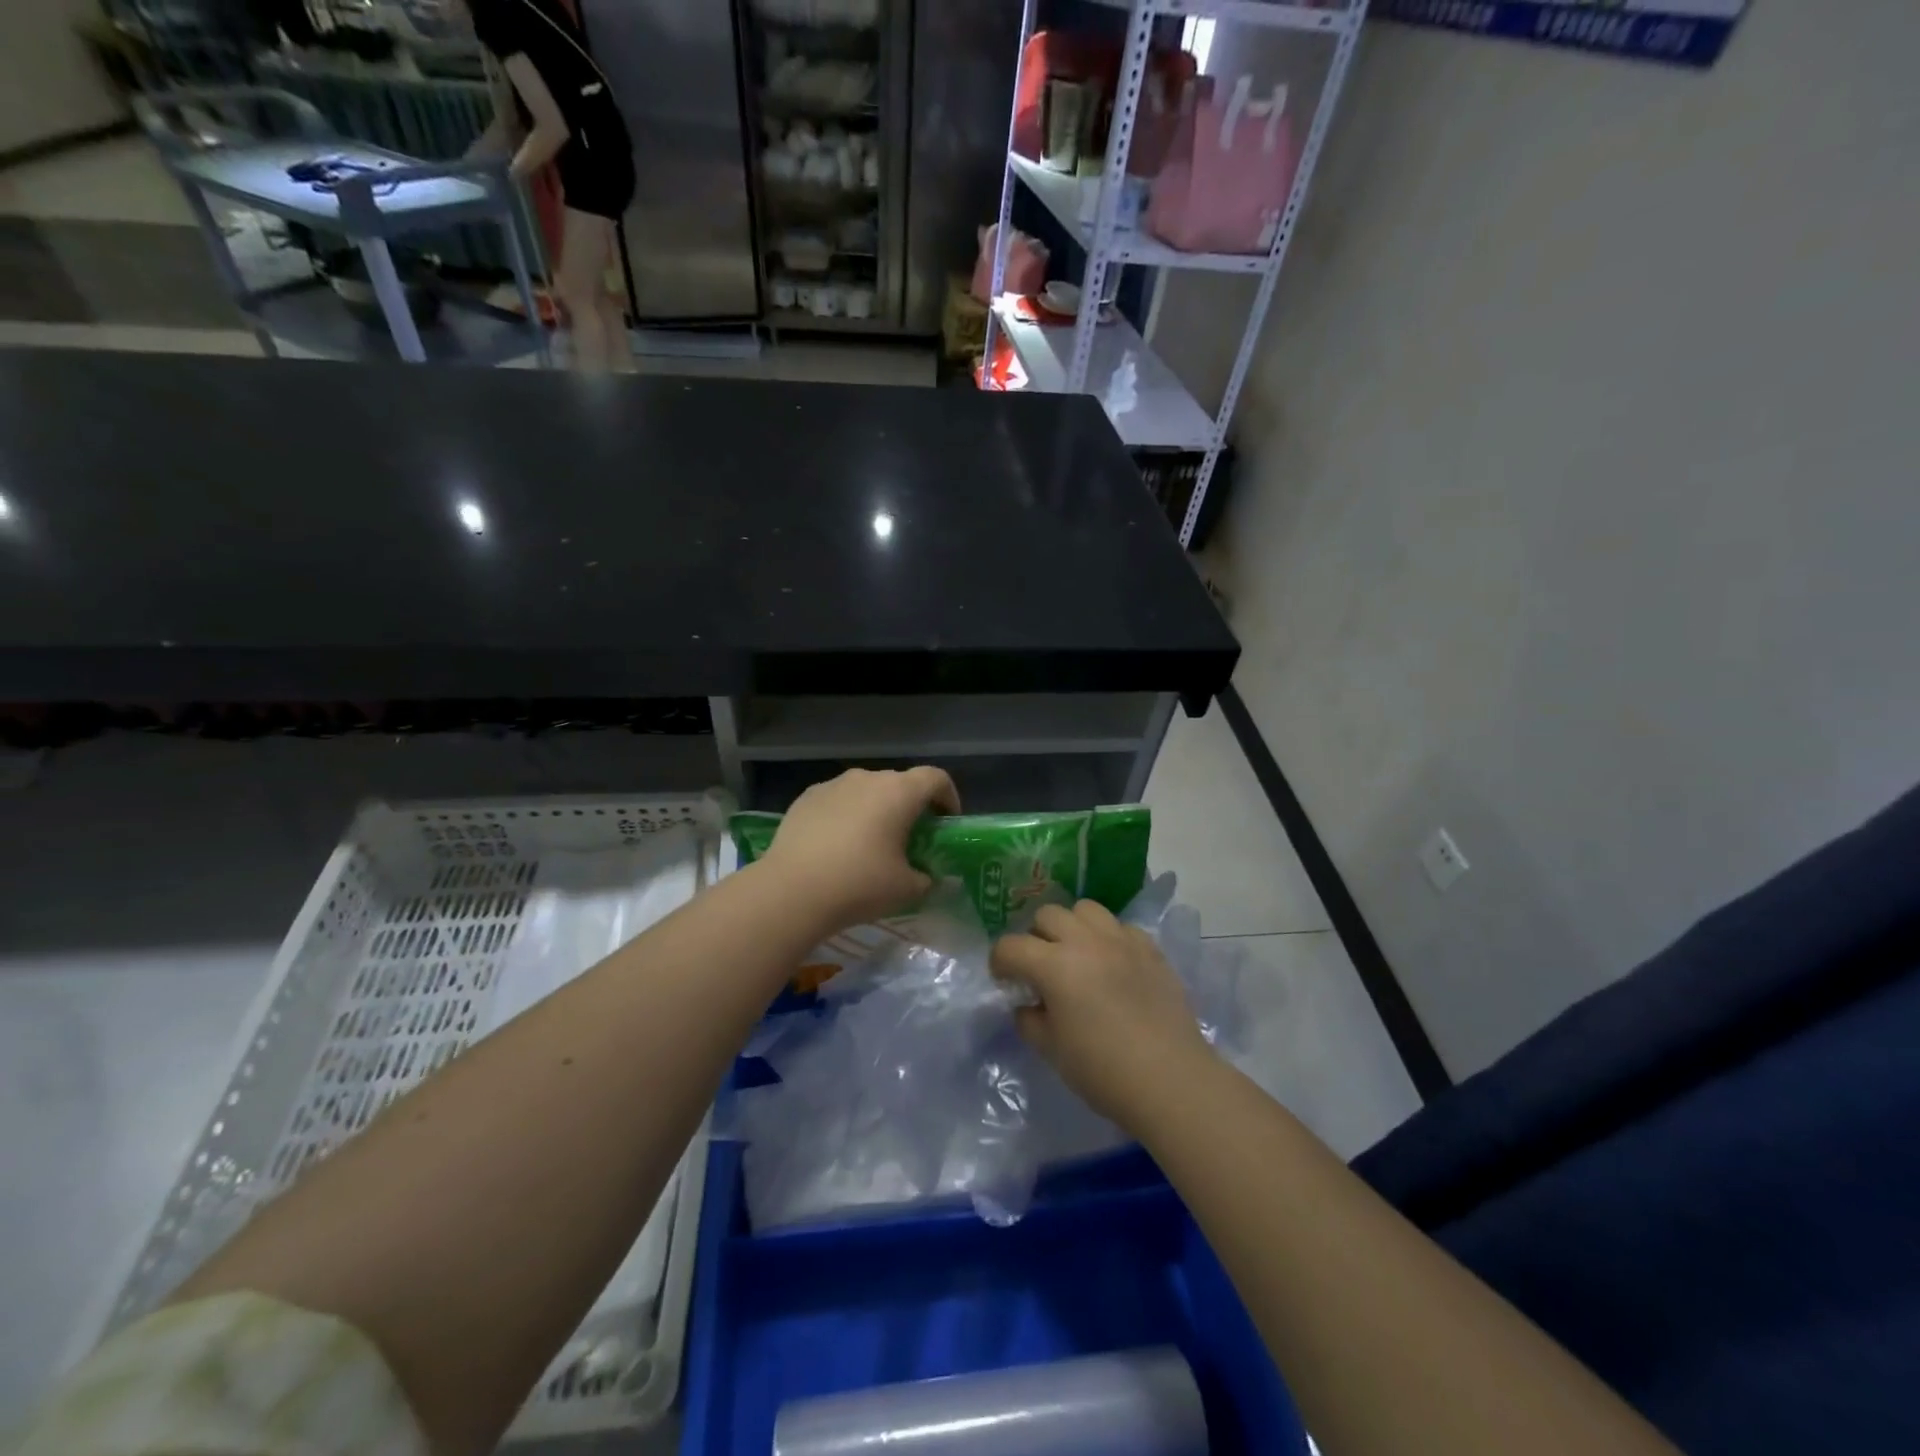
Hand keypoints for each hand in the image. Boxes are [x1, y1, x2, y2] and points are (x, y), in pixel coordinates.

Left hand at [758, 766, 960, 930]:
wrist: (791, 891)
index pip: (936, 778)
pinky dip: (846, 815)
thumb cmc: (859, 884)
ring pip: (866, 791)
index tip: (946, 822)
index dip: (948, 797)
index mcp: (899, 792)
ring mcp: (833, 785)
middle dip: (910, 806)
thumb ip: (925, 878)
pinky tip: (837, 846)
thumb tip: (926, 876)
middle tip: (910, 839)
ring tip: (869, 843)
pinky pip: (837, 801)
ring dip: (875, 810)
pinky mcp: (806, 797)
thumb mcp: (907, 889)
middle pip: (899, 783)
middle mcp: (868, 778)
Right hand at [991, 900, 1214, 1132]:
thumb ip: (1029, 1020)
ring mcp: (1121, 940)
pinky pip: (1120, 927)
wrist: (1171, 1079)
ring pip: (1085, 909)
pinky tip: (1112, 965)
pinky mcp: (1150, 948)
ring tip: (1077, 955)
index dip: (999, 962)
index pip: (1010, 946)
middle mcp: (1085, 941)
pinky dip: (1108, 938)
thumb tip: (1028, 1004)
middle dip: (1035, 937)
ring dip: (1072, 927)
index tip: (1004, 980)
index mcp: (1054, 965)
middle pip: (1047, 915)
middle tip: (1041, 967)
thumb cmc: (1103, 1070)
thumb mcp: (1051, 1050)